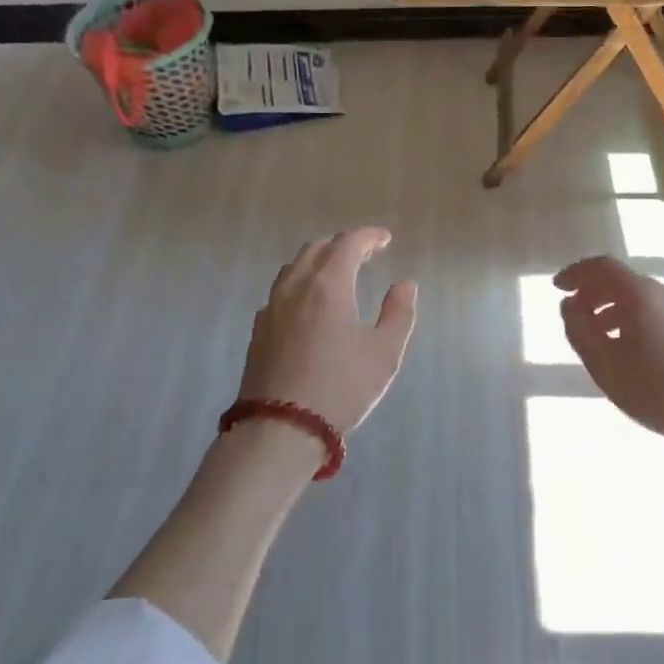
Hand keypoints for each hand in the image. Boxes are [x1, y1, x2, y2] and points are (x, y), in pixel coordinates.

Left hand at [238, 228, 418, 435]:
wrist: (280, 428)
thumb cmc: (341, 387)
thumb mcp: (384, 352)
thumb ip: (398, 313)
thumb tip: (405, 284)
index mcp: (329, 283)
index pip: (349, 242)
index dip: (369, 236)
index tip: (385, 239)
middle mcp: (296, 285)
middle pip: (318, 248)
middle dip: (343, 245)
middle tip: (365, 254)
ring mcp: (272, 306)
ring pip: (294, 267)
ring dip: (318, 261)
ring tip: (337, 275)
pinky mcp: (259, 329)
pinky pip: (280, 291)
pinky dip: (300, 285)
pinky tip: (308, 305)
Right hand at [555, 256, 663, 479]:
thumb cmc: (658, 390)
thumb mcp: (605, 365)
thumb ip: (580, 331)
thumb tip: (569, 306)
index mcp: (640, 294)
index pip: (602, 267)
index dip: (576, 273)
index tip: (557, 287)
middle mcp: (663, 292)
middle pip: (621, 280)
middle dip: (592, 293)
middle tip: (573, 315)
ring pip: (638, 298)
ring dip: (611, 309)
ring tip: (595, 337)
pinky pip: (653, 312)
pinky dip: (630, 320)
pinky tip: (626, 350)